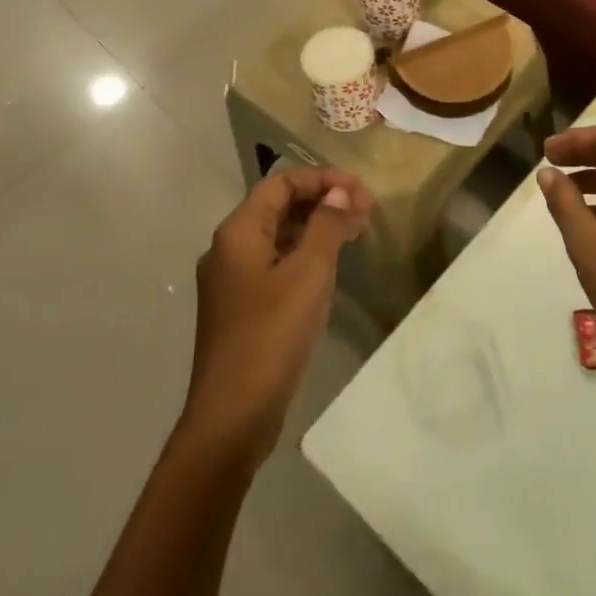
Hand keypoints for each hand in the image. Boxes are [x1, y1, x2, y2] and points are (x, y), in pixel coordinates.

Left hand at [180, 168, 371, 468]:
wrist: (232, 415)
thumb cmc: (271, 335)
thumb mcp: (308, 273)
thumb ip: (327, 225)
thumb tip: (340, 193)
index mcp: (238, 232)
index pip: (282, 183)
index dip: (323, 179)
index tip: (362, 191)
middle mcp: (229, 249)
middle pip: (279, 207)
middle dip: (323, 201)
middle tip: (366, 211)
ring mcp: (233, 280)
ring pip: (279, 237)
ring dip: (317, 228)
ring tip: (357, 232)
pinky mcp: (242, 307)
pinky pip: (276, 264)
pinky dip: (305, 255)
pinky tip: (331, 266)